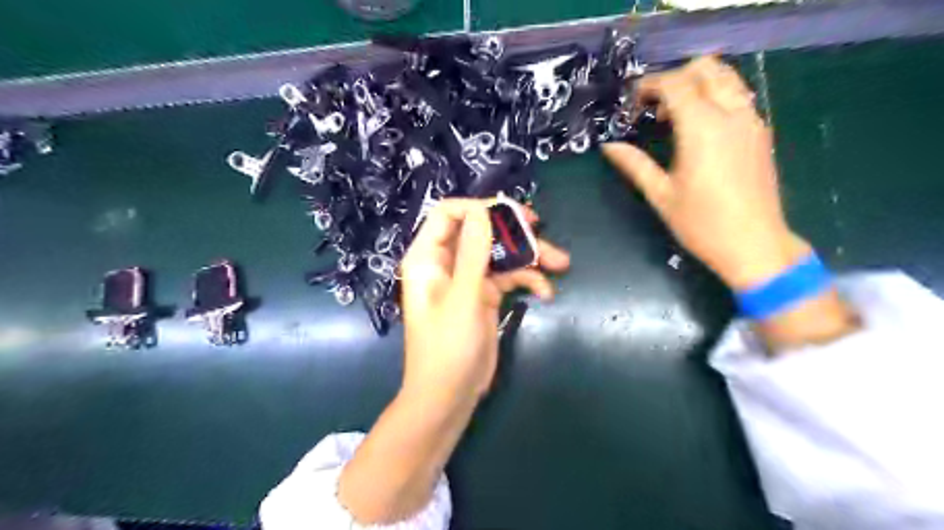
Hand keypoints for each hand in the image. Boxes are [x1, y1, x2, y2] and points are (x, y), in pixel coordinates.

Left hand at [339, 198, 567, 525]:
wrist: (450, 396)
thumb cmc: (447, 348)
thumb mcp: (463, 297)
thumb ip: (474, 252)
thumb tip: (484, 211)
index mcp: (429, 257)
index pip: (450, 213)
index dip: (480, 208)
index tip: (512, 215)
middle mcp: (447, 262)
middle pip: (481, 230)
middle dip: (513, 232)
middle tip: (542, 230)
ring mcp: (468, 279)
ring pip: (500, 253)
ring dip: (530, 256)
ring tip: (561, 263)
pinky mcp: (485, 295)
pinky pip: (509, 277)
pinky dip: (528, 280)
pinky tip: (546, 293)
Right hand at [605, 57, 856, 349]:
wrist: (753, 244)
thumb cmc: (701, 223)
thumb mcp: (661, 194)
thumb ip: (634, 164)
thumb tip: (609, 146)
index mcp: (702, 128)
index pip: (675, 84)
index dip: (649, 86)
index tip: (632, 103)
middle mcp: (731, 114)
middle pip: (706, 68)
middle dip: (675, 77)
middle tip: (653, 105)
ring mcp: (751, 121)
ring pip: (727, 77)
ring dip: (698, 83)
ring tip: (675, 113)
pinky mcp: (761, 133)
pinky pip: (738, 96)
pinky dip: (716, 96)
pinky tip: (700, 127)